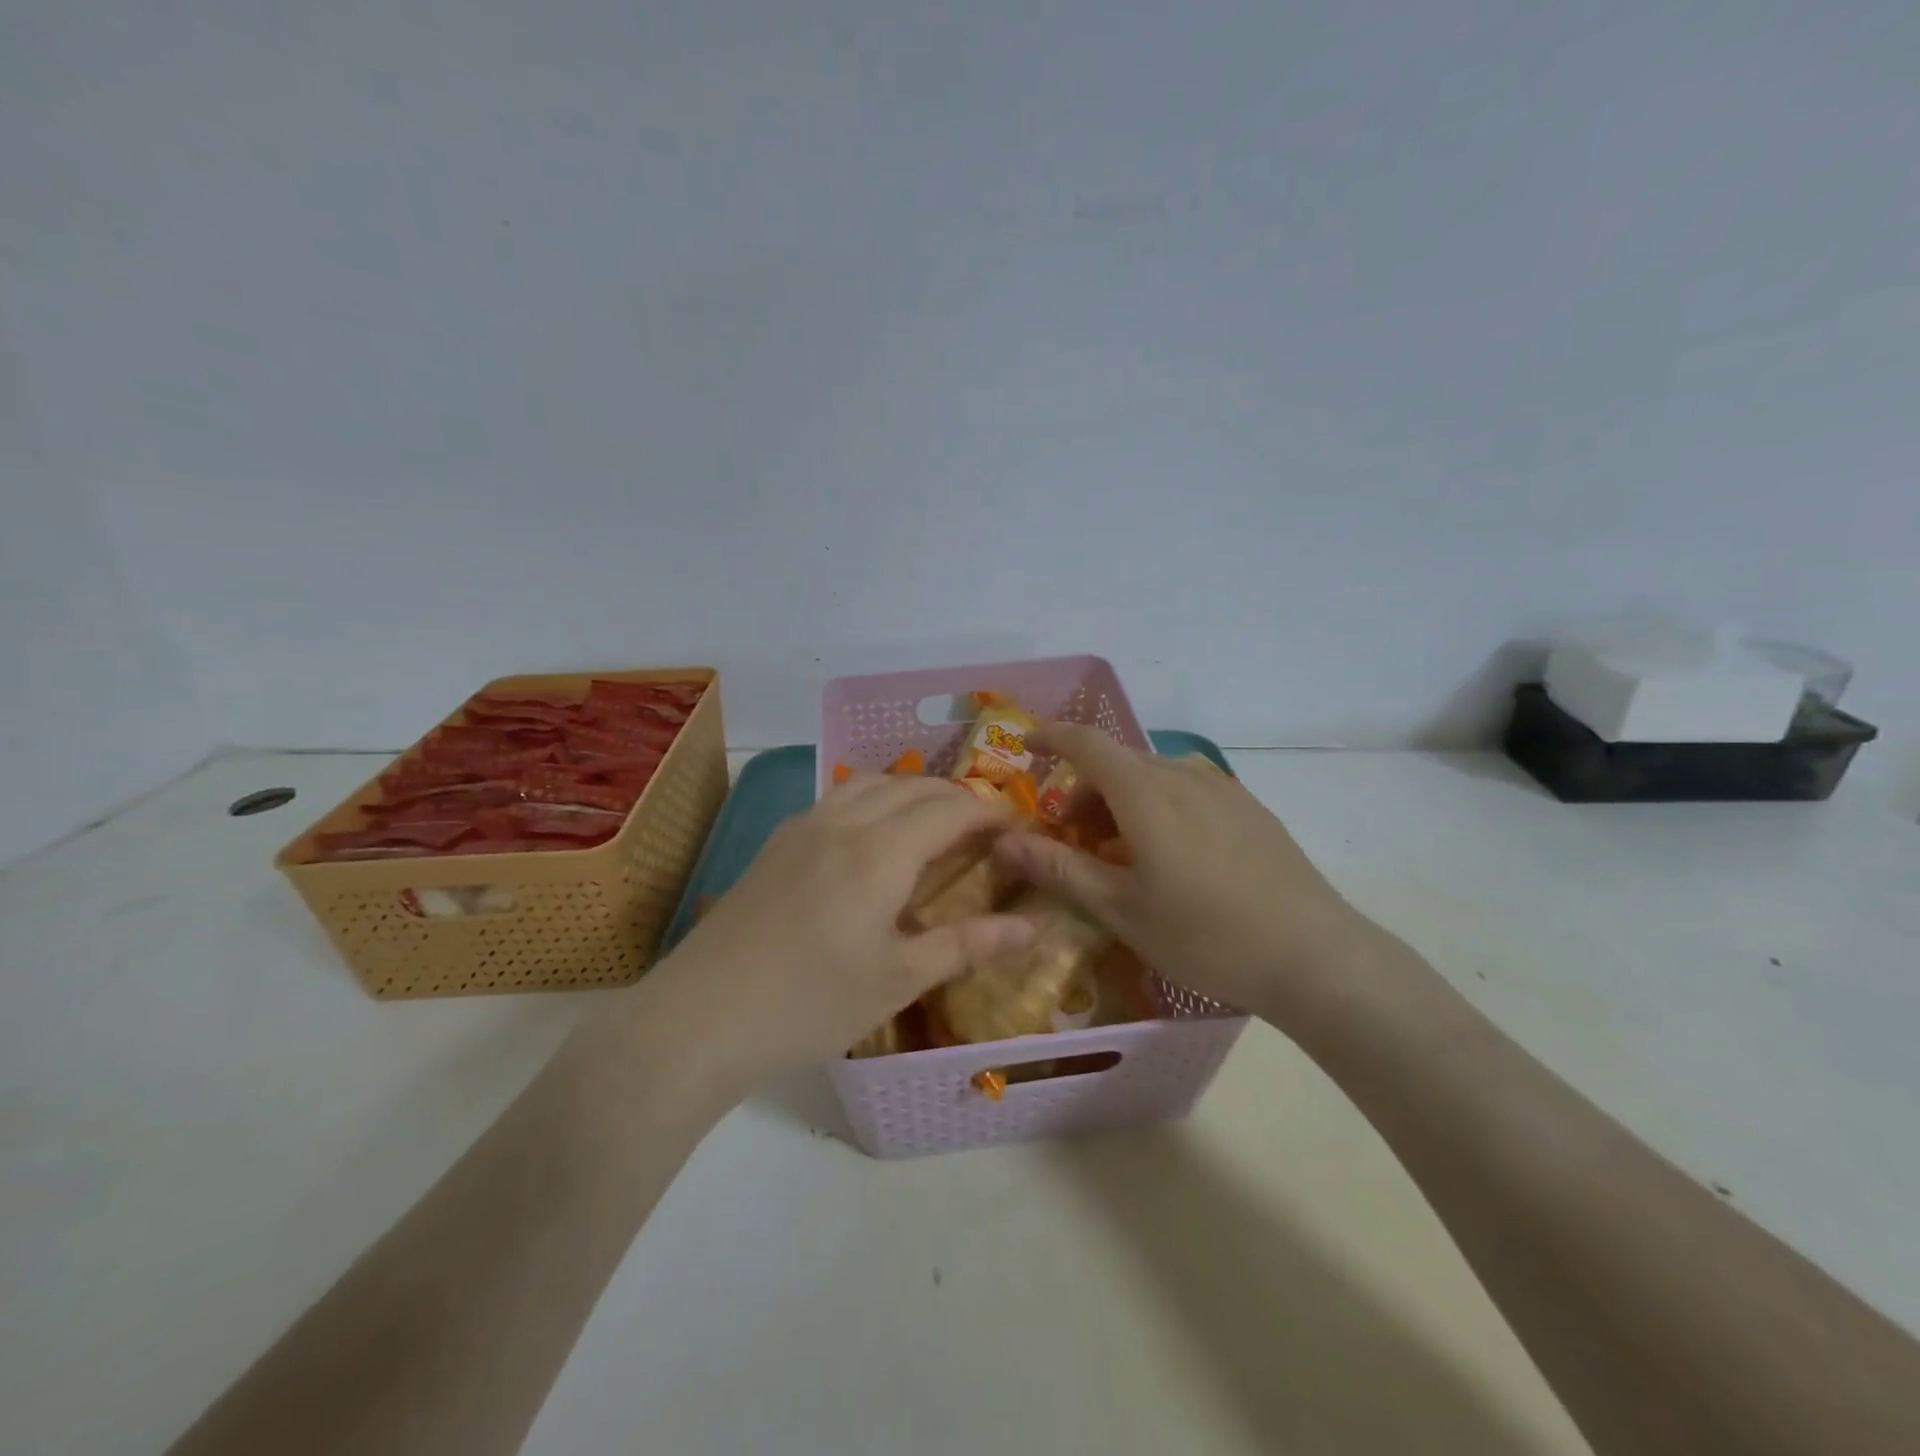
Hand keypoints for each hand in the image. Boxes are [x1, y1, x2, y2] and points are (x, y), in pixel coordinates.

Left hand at [646, 774, 1036, 1091]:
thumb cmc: (811, 1003)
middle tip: (983, 828)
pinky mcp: (776, 842)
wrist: (702, 1017)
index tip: (1017, 827)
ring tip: (930, 822)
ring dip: (910, 791)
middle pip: (912, 787)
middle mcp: (844, 822)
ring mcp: (803, 826)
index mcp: (881, 851)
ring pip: (870, 783)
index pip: (951, 809)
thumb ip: (966, 944)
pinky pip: (837, 797)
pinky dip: (872, 799)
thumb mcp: (898, 979)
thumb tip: (1031, 927)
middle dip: (956, 798)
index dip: (990, 812)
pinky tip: (870, 836)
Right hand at [994, 723, 1387, 1021]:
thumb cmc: (1204, 934)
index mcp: (1145, 791)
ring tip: (1122, 858)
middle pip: (1117, 764)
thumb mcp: (1121, 909)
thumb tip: (1005, 842)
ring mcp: (1222, 789)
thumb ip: (1059, 869)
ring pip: (1153, 778)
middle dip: (1084, 793)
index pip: (1086, 743)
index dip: (1051, 737)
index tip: (1026, 747)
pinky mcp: (1249, 808)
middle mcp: (1182, 775)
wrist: (1314, 956)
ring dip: (1122, 803)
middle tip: (1073, 843)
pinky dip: (1158, 808)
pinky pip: (1187, 791)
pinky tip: (1172, 860)